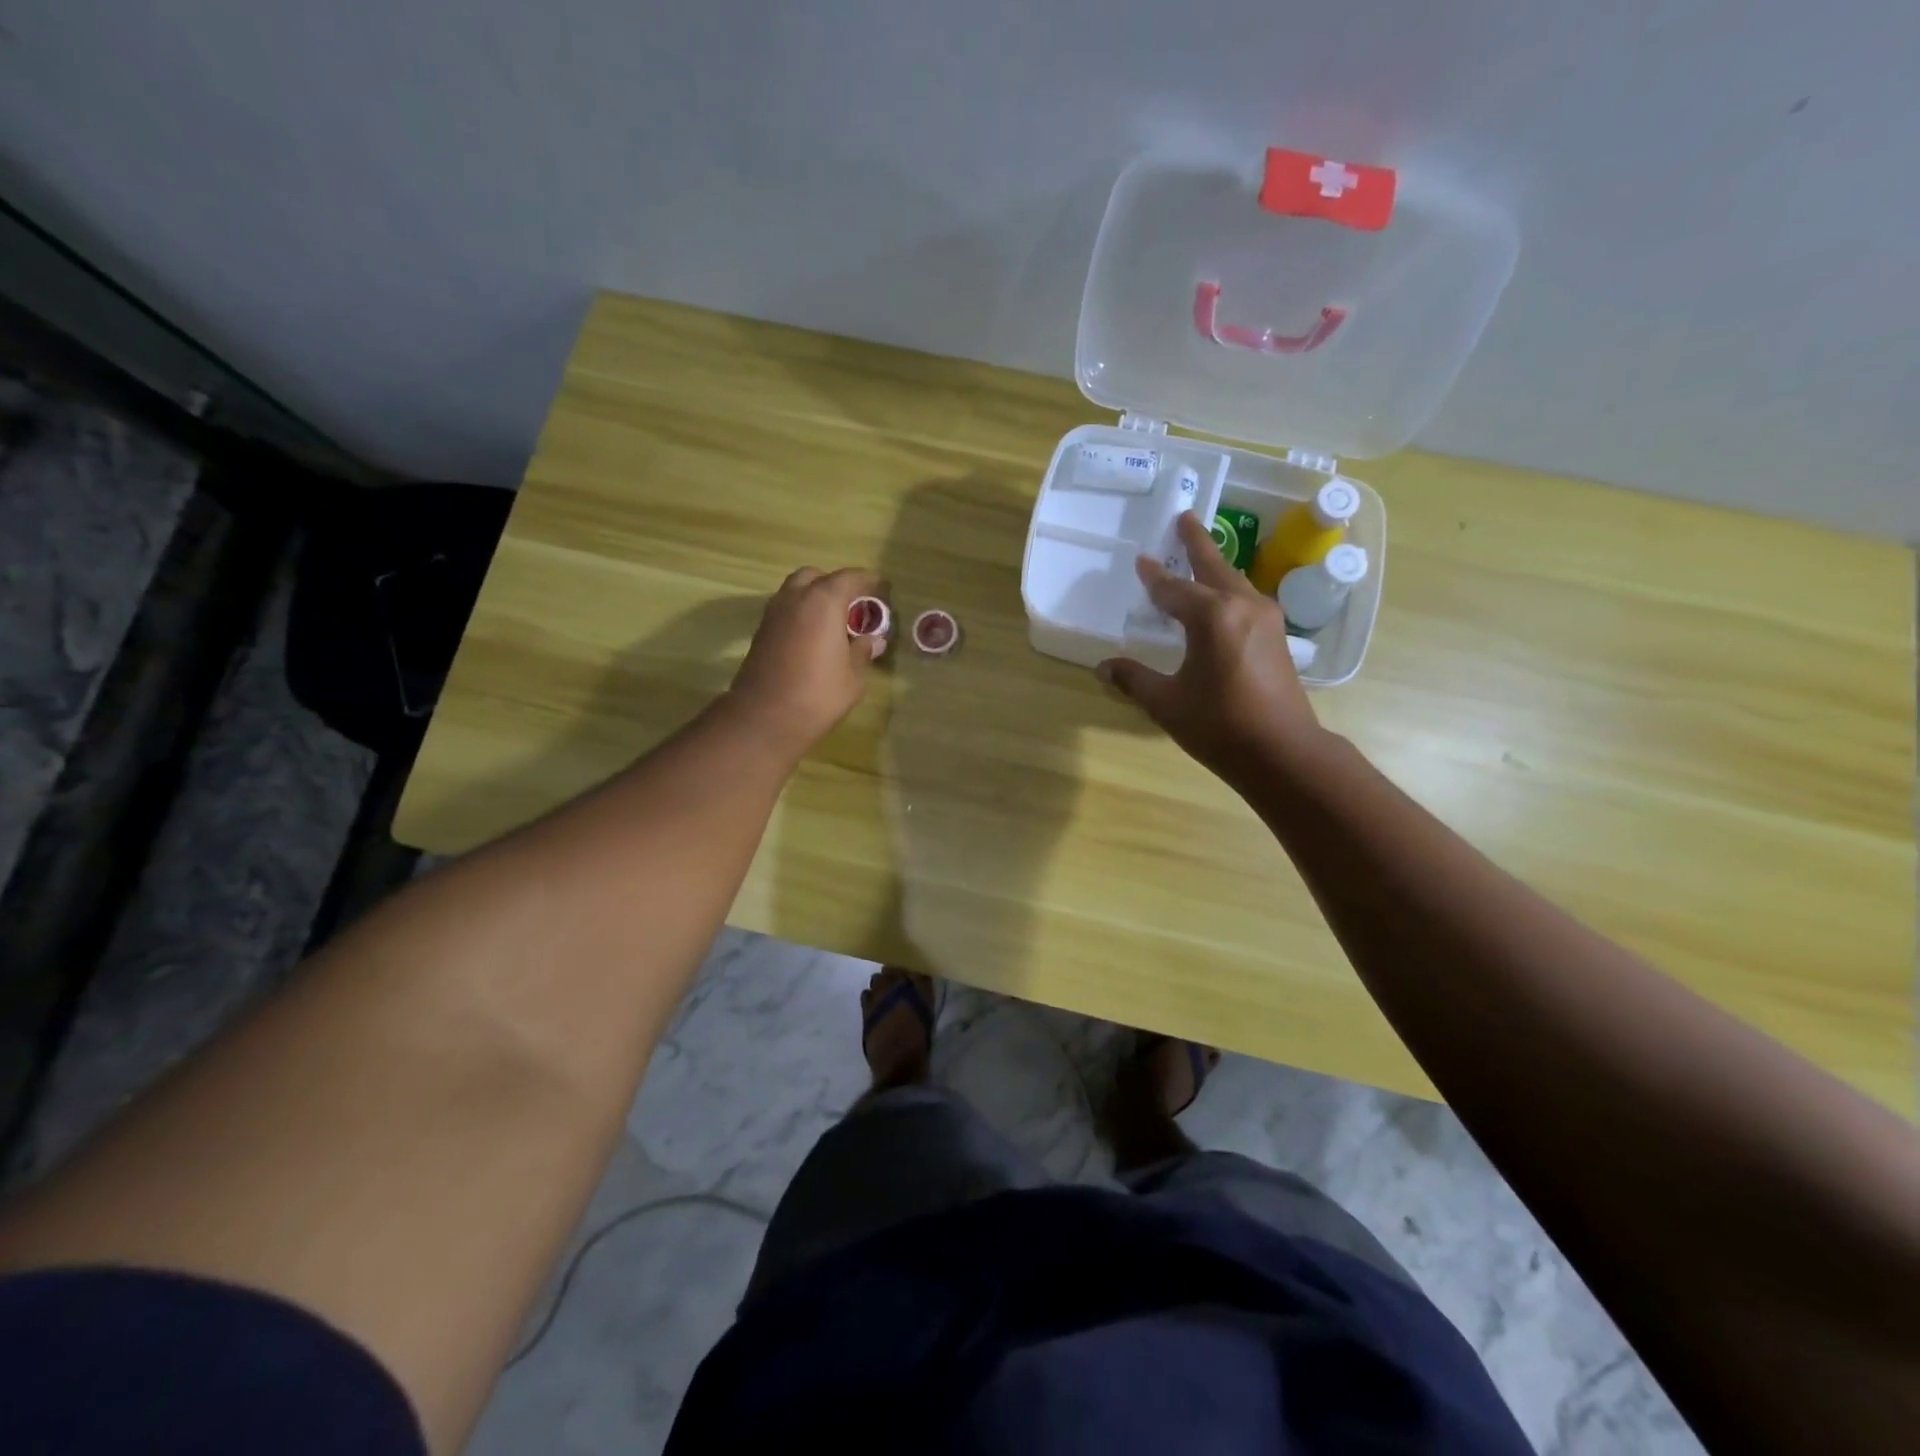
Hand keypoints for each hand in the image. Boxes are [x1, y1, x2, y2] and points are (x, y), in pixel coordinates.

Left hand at [725, 567, 885, 757]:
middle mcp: (794, 599)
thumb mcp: (853, 676)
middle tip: (853, 603)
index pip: (849, 578)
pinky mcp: (761, 634)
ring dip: (814, 598)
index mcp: (823, 602)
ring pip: (795, 592)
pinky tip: (814, 637)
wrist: (765, 718)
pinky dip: (800, 614)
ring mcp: (773, 615)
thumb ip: (863, 651)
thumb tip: (874, 640)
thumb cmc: (818, 694)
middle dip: (834, 584)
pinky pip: (785, 611)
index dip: (867, 580)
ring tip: (834, 621)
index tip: (882, 586)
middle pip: (815, 577)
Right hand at [1097, 513, 1325, 781]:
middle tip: (1184, 518)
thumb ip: (1133, 679)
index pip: (1173, 590)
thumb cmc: (1219, 725)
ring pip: (1234, 581)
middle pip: (1213, 567)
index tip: (1140, 562)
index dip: (1153, 578)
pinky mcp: (1277, 635)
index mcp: (1211, 616)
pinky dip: (1227, 589)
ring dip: (1214, 565)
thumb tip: (1104, 667)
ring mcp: (1265, 619)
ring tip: (1200, 554)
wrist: (1282, 752)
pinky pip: (1246, 598)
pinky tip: (1221, 598)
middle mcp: (1242, 606)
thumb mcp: (1166, 703)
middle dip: (1195, 543)